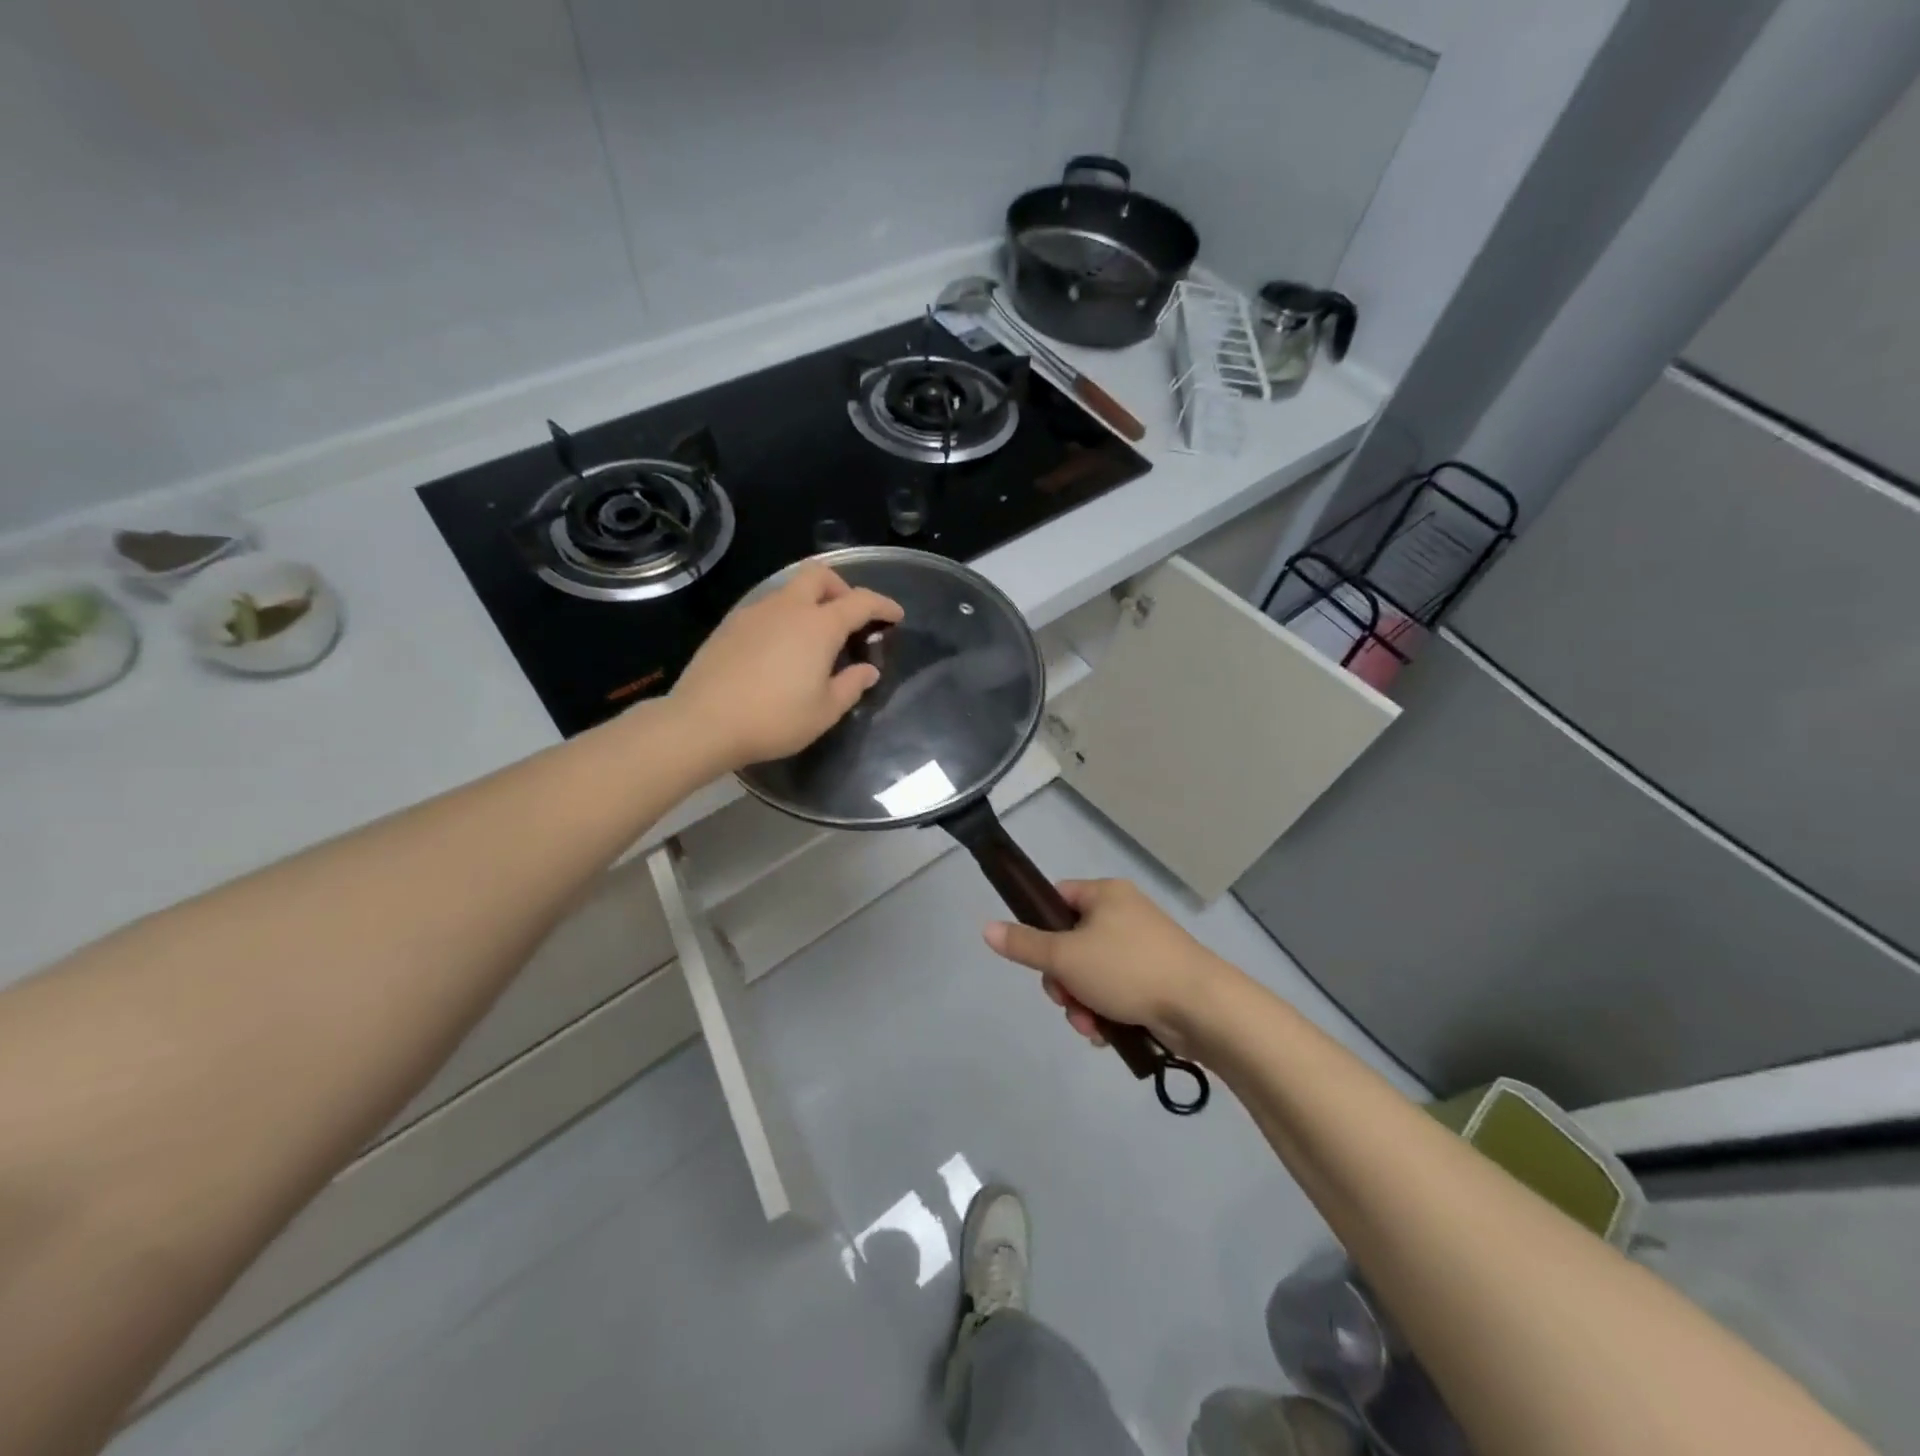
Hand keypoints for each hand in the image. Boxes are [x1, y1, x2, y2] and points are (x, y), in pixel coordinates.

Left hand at [670, 564, 903, 769]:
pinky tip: (781, 649)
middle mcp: (787, 608)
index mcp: (818, 626)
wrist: (703, 722)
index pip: (860, 601)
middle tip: (849, 618)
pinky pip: (767, 608)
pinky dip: (784, 617)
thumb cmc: (774, 719)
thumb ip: (851, 685)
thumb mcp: (825, 711)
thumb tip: (867, 670)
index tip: (895, 616)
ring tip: (814, 638)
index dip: (883, 605)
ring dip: (810, 603)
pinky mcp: (730, 625)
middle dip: (841, 588)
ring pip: (789, 590)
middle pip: (819, 575)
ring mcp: (754, 612)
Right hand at [982, 878, 1238, 1053]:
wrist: (1202, 1008)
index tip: (1036, 957)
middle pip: (1070, 942)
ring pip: (1091, 973)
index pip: (1057, 898)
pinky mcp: (1156, 979)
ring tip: (1089, 1025)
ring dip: (1081, 1002)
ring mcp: (1142, 948)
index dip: (1040, 926)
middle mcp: (1124, 914)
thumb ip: (1025, 944)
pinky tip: (1105, 1033)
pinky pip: (1115, 991)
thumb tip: (986, 928)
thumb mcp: (1066, 956)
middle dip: (1062, 979)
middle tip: (1066, 998)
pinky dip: (1105, 1011)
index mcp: (1105, 895)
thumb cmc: (1128, 969)